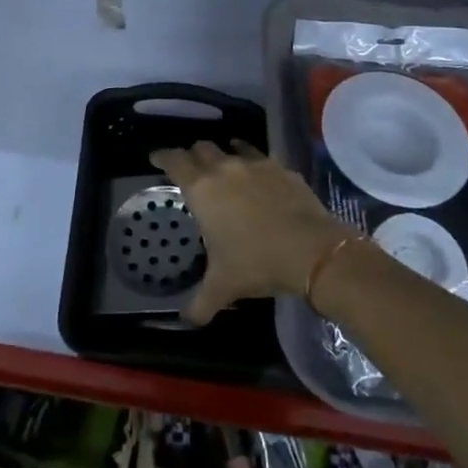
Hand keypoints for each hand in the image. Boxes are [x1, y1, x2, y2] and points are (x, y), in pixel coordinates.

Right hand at [150, 141, 355, 325]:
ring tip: (224, 165)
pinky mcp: (282, 168)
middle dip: (193, 155)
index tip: (156, 157)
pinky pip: (262, 159)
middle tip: (191, 168)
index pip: (174, 161)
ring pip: (234, 147)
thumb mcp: (223, 287)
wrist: (311, 249)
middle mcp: (225, 168)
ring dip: (225, 154)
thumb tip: (187, 320)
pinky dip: (254, 164)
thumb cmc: (256, 263)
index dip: (162, 156)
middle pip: (202, 148)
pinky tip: (259, 178)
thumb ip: (200, 302)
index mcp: (202, 189)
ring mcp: (256, 164)